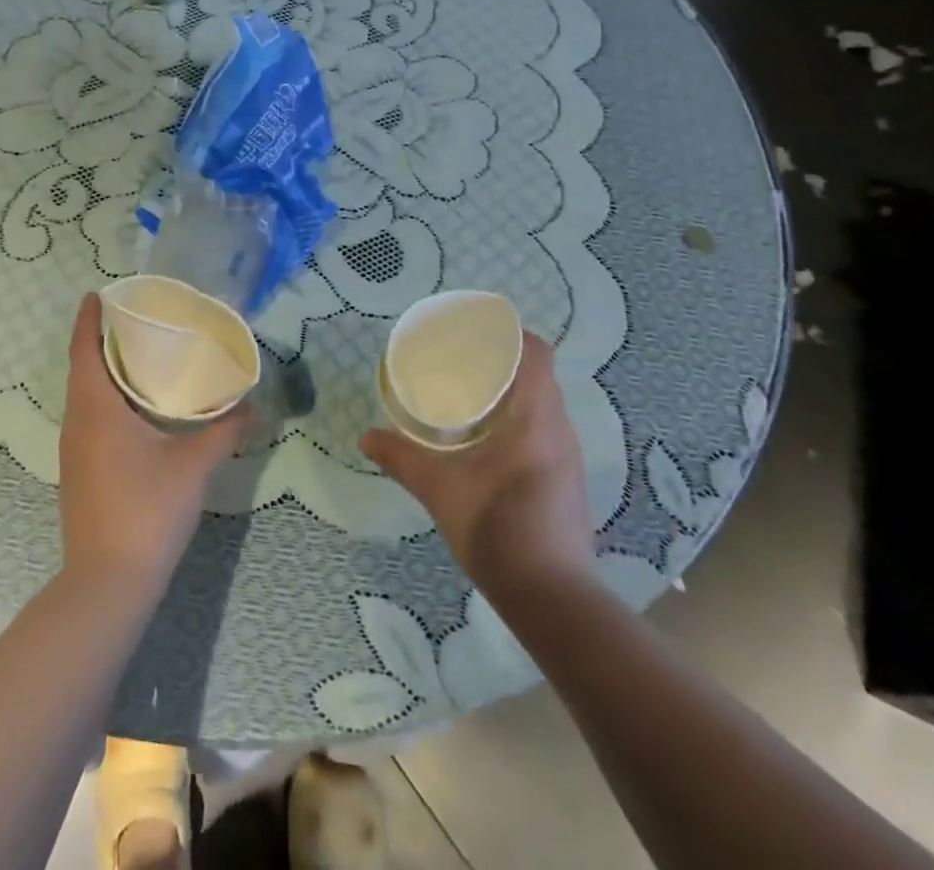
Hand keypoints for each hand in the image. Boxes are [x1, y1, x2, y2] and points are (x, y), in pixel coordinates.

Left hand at [58, 293, 249, 599]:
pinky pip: (90, 419)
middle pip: (82, 369)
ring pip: (85, 397)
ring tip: (140, 357)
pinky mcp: (80, 473)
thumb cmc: (146, 510)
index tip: (97, 294)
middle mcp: (77, 423)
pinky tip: (137, 410)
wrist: (108, 583)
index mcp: (95, 408)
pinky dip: (107, 400)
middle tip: (136, 320)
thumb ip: (224, 430)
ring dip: (104, 372)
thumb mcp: (193, 465)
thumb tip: (251, 404)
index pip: (84, 349)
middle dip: (101, 341)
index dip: (88, 319)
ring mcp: (74, 451)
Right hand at [360, 331, 594, 591]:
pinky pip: (545, 431)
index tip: (476, 334)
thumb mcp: (438, 489)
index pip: (536, 353)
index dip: (510, 334)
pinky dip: (518, 422)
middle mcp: (559, 430)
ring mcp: (568, 459)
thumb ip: (400, 458)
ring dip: (511, 394)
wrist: (551, 599)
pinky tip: (488, 442)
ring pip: (543, 405)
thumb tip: (365, 438)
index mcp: (535, 418)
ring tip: (470, 399)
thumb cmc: (495, 529)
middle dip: (502, 363)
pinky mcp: (566, 482)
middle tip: (460, 364)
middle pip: (538, 375)